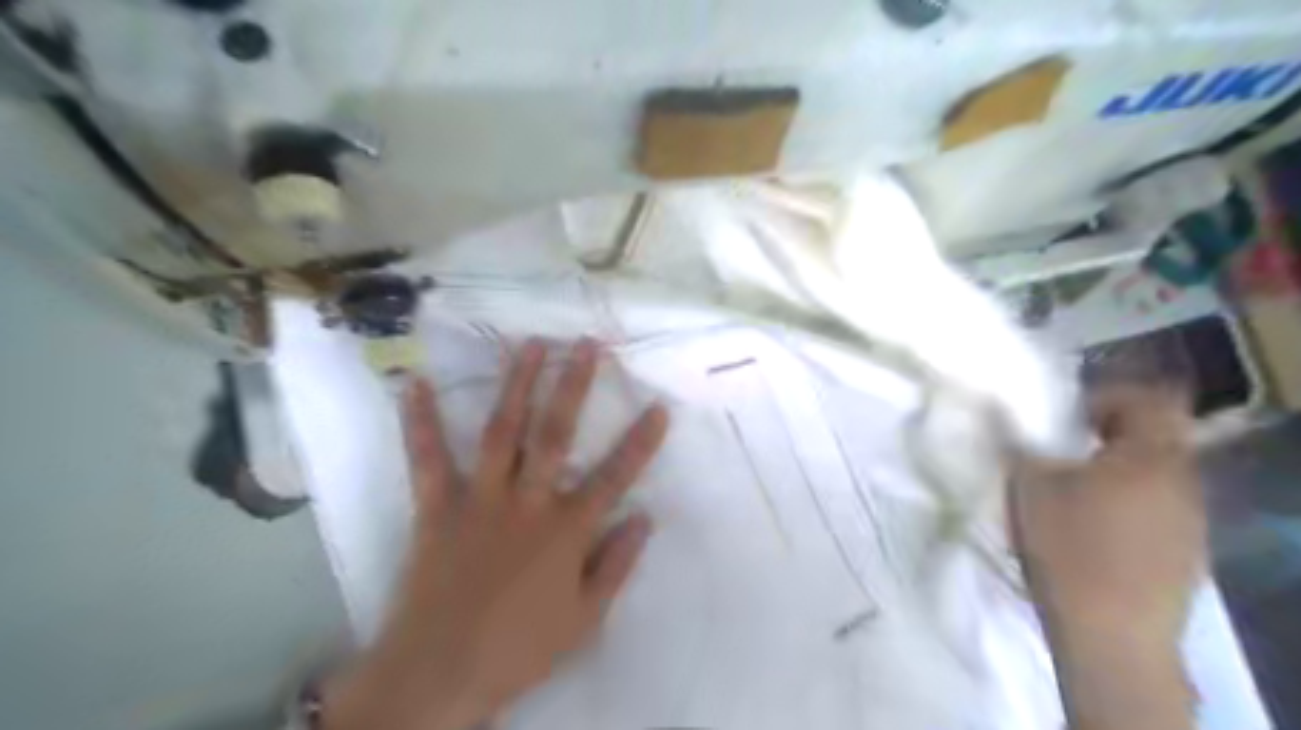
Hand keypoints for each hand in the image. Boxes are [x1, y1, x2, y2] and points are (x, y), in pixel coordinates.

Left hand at [322, 338, 670, 729]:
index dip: (641, 441)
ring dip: (517, 385)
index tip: (659, 406)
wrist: (441, 673)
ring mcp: (480, 499)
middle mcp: (528, 501)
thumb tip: (646, 518)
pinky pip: (428, 459)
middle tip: (585, 345)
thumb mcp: (585, 617)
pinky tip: (416, 384)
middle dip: (574, 386)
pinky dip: (420, 422)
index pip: (615, 476)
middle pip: (556, 434)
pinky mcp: (438, 507)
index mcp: (567, 529)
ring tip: (530, 345)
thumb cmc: (521, 647)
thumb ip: (617, 564)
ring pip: (502, 431)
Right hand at [1009, 389, 1203, 729]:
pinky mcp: (1186, 552)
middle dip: (1110, 436)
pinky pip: (1160, 507)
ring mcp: (1190, 520)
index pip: (1148, 400)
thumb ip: (1018, 441)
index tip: (1068, 417)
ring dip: (1119, 470)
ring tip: (1075, 490)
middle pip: (1155, 437)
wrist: (1110, 632)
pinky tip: (1094, 527)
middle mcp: (1182, 481)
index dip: (1107, 398)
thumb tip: (1001, 411)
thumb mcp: (1028, 484)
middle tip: (1065, 450)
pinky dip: (1129, 502)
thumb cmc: (1067, 545)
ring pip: (1157, 475)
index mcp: (1149, 455)